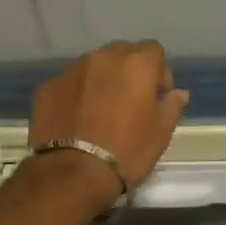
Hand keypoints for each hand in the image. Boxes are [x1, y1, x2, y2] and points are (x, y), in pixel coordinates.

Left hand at [27, 41, 189, 203]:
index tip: (156, 98)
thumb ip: (172, 105)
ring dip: (101, 81)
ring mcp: (71, 70)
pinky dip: (76, 94)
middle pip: (121, 53)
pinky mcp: (47, 87)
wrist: (73, 173)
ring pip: (93, 66)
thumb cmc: (128, 150)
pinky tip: (76, 120)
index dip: (158, 73)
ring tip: (100, 112)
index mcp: (136, 63)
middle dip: (128, 71)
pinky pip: (69, 83)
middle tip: (129, 102)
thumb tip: (178, 93)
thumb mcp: (161, 132)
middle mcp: (102, 57)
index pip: (154, 50)